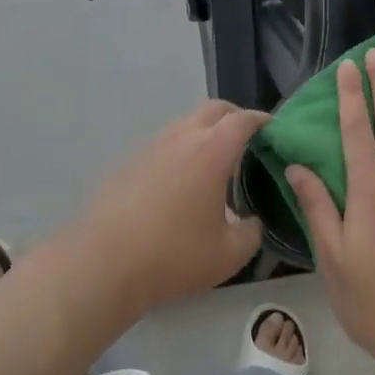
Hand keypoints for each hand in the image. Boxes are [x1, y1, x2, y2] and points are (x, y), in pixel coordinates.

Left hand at [73, 100, 266, 312]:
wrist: (101, 264)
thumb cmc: (173, 255)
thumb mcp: (229, 255)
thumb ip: (252, 232)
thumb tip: (252, 222)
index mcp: (212, 151)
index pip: (243, 119)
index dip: (262, 121)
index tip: (273, 131)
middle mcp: (182, 137)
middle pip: (214, 110)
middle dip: (235, 118)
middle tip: (248, 142)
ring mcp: (151, 146)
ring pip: (185, 124)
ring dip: (205, 133)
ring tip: (214, 165)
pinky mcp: (128, 162)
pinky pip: (163, 144)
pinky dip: (180, 151)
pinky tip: (180, 184)